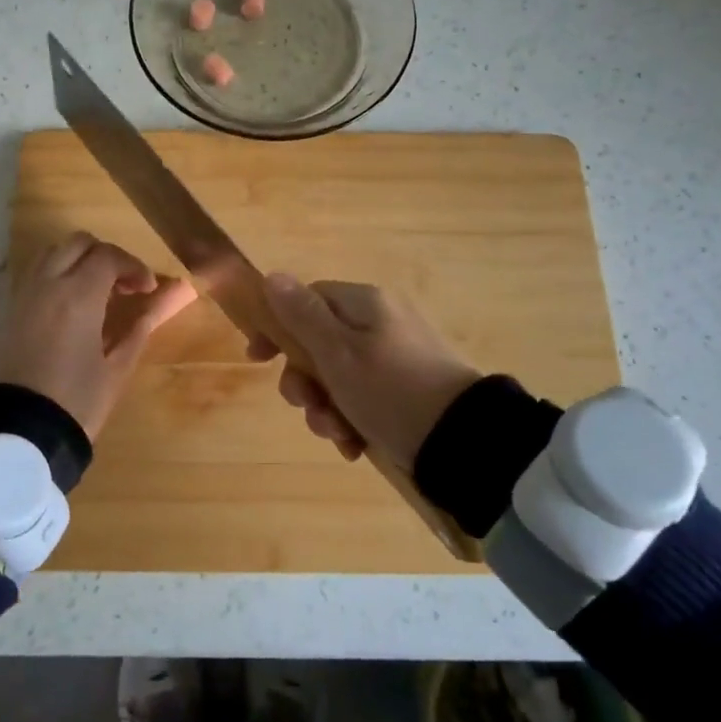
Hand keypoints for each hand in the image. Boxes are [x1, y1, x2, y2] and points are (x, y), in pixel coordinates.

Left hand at [0, 231, 196, 438]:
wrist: (21, 432)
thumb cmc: (77, 402)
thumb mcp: (117, 367)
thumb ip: (142, 326)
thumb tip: (172, 297)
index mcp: (78, 296)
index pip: (109, 256)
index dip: (134, 267)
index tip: (148, 290)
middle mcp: (47, 284)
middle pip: (79, 243)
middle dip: (106, 256)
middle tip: (124, 287)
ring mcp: (24, 295)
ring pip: (53, 252)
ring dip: (79, 260)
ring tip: (96, 292)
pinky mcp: (9, 311)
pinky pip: (35, 274)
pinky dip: (57, 274)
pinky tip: (70, 306)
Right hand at [248, 274, 481, 468]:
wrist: (462, 441)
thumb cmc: (390, 390)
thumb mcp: (338, 353)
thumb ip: (303, 316)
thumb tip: (273, 276)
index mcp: (365, 304)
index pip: (308, 300)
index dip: (279, 328)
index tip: (258, 360)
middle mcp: (380, 323)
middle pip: (320, 343)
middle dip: (306, 382)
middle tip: (309, 406)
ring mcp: (395, 358)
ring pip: (338, 377)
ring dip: (326, 408)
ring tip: (338, 434)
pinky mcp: (405, 390)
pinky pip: (363, 398)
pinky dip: (352, 420)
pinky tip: (355, 445)